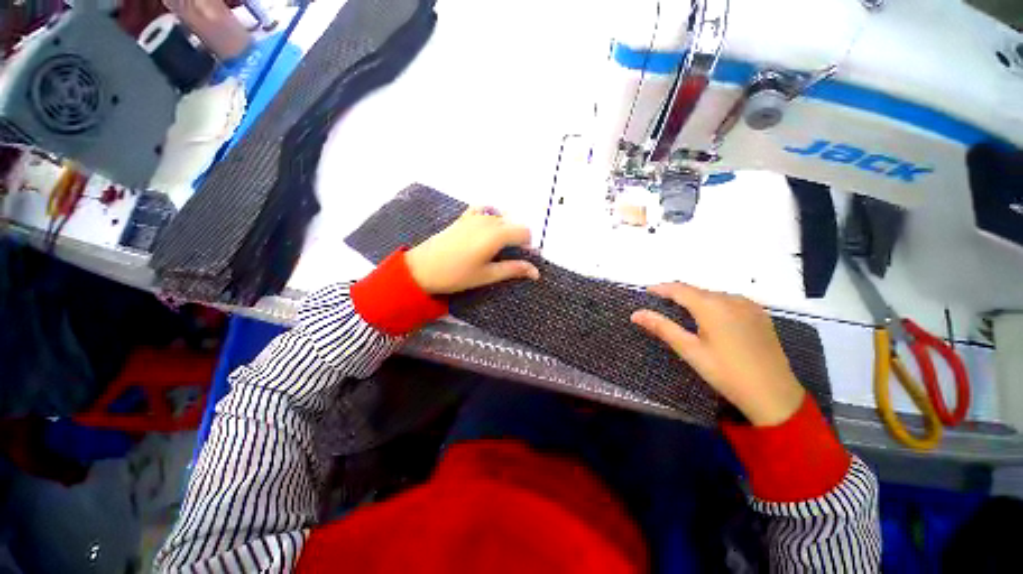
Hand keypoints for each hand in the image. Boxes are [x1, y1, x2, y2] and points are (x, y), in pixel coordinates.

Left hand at [405, 207, 540, 294]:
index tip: (521, 259)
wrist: (422, 268)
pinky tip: (486, 230)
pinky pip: (484, 210)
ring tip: (495, 250)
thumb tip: (536, 272)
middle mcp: (488, 220)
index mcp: (496, 235)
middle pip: (514, 224)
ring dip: (505, 231)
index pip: (525, 232)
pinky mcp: (463, 217)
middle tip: (507, 258)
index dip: (528, 246)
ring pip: (501, 218)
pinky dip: (491, 217)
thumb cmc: (456, 275)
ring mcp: (474, 216)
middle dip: (517, 240)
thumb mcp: (487, 275)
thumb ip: (513, 269)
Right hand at [631, 283, 804, 425]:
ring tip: (682, 314)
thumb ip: (662, 327)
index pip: (679, 288)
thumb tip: (636, 313)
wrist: (774, 395)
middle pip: (696, 291)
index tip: (645, 292)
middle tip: (660, 306)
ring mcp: (749, 305)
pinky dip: (713, 305)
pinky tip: (710, 321)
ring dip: (695, 300)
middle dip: (676, 295)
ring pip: (713, 295)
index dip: (660, 288)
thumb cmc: (726, 373)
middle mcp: (731, 299)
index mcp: (712, 306)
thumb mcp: (690, 350)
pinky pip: (729, 302)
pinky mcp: (760, 314)